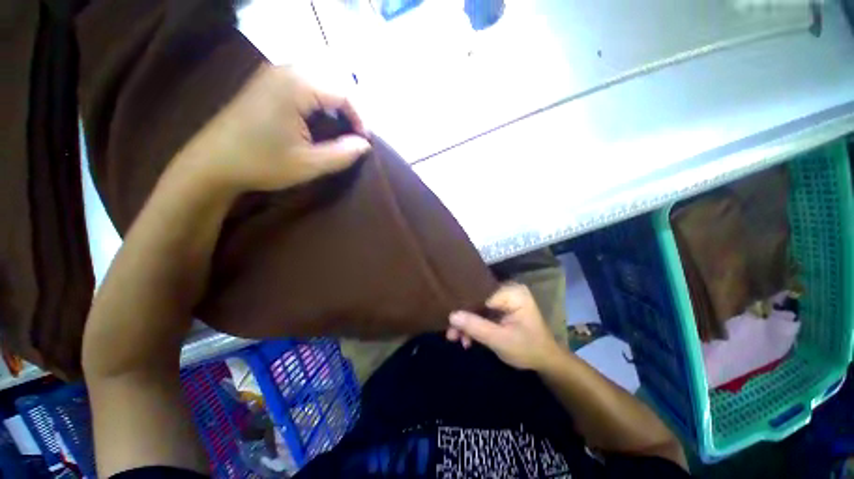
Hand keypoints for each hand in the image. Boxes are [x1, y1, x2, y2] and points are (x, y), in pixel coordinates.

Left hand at [177, 64, 370, 194]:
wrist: (212, 162)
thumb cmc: (261, 163)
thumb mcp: (309, 164)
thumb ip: (343, 153)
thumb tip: (365, 145)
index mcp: (296, 86)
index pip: (344, 92)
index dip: (361, 117)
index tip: (366, 141)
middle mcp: (286, 69)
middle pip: (334, 78)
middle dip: (352, 106)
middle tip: (358, 133)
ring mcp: (274, 72)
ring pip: (321, 77)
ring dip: (338, 101)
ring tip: (346, 126)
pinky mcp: (268, 81)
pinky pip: (306, 80)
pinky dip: (322, 97)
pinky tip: (324, 116)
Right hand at [446, 284, 565, 370]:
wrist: (545, 361)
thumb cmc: (528, 349)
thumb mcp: (500, 340)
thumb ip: (476, 327)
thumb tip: (451, 315)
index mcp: (512, 292)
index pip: (480, 294)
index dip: (464, 307)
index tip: (449, 321)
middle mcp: (507, 290)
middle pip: (477, 300)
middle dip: (464, 319)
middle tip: (451, 334)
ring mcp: (503, 299)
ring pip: (477, 308)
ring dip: (467, 324)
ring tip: (455, 339)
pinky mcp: (500, 308)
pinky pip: (482, 313)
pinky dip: (474, 326)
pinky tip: (466, 339)